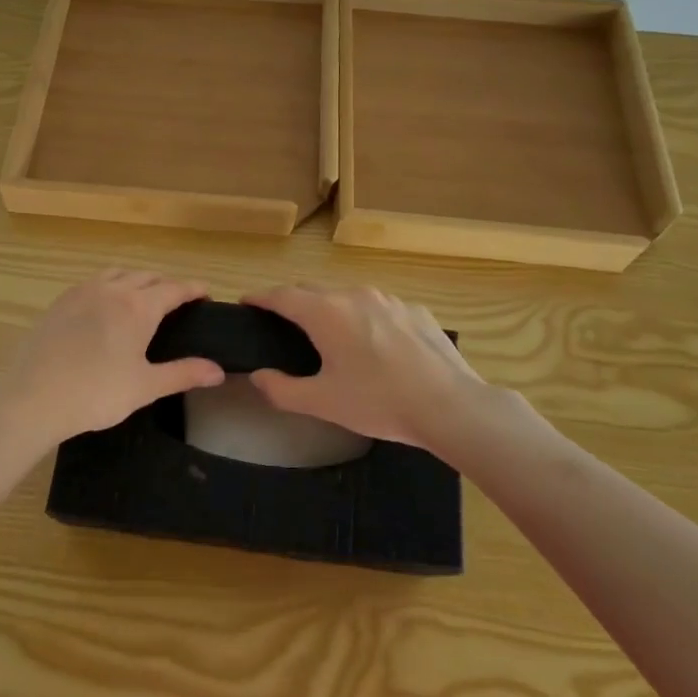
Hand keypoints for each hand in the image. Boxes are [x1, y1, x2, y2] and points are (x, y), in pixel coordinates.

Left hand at [0, 270, 225, 454]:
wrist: (32, 397)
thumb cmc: (96, 393)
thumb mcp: (145, 386)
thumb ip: (183, 373)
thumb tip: (218, 370)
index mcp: (138, 306)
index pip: (174, 287)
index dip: (193, 288)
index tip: (206, 292)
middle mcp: (113, 289)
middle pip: (147, 276)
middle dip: (166, 284)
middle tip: (178, 301)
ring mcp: (82, 292)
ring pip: (118, 273)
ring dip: (136, 280)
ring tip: (142, 297)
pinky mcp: (60, 301)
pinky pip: (93, 282)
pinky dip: (110, 285)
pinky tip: (105, 306)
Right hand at [242, 284, 494, 451]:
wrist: (451, 405)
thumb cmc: (379, 402)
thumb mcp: (323, 403)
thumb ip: (282, 389)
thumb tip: (259, 376)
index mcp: (326, 312)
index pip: (282, 295)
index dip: (261, 298)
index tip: (247, 302)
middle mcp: (354, 294)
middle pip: (313, 290)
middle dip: (293, 302)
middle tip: (283, 325)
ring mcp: (389, 299)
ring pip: (348, 296)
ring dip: (332, 309)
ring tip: (332, 337)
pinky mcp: (416, 311)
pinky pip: (380, 308)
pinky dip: (367, 319)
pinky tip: (377, 348)